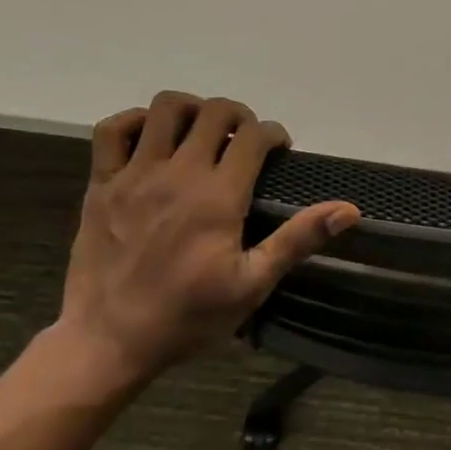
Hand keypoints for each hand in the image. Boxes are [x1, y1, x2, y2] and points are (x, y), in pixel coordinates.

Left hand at [56, 91, 358, 382]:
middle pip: (215, 112)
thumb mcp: (252, 285)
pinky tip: (149, 139)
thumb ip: (297, 239)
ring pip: (166, 108)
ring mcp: (135, 174)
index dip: (274, 133)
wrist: (109, 341)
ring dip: (191, 110)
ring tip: (200, 132)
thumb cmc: (188, 317)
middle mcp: (179, 173)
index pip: (254, 136)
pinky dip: (133, 121)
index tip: (279, 150)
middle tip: (244, 141)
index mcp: (218, 196)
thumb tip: (348, 210)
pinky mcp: (102, 183)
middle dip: (239, 117)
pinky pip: (112, 129)